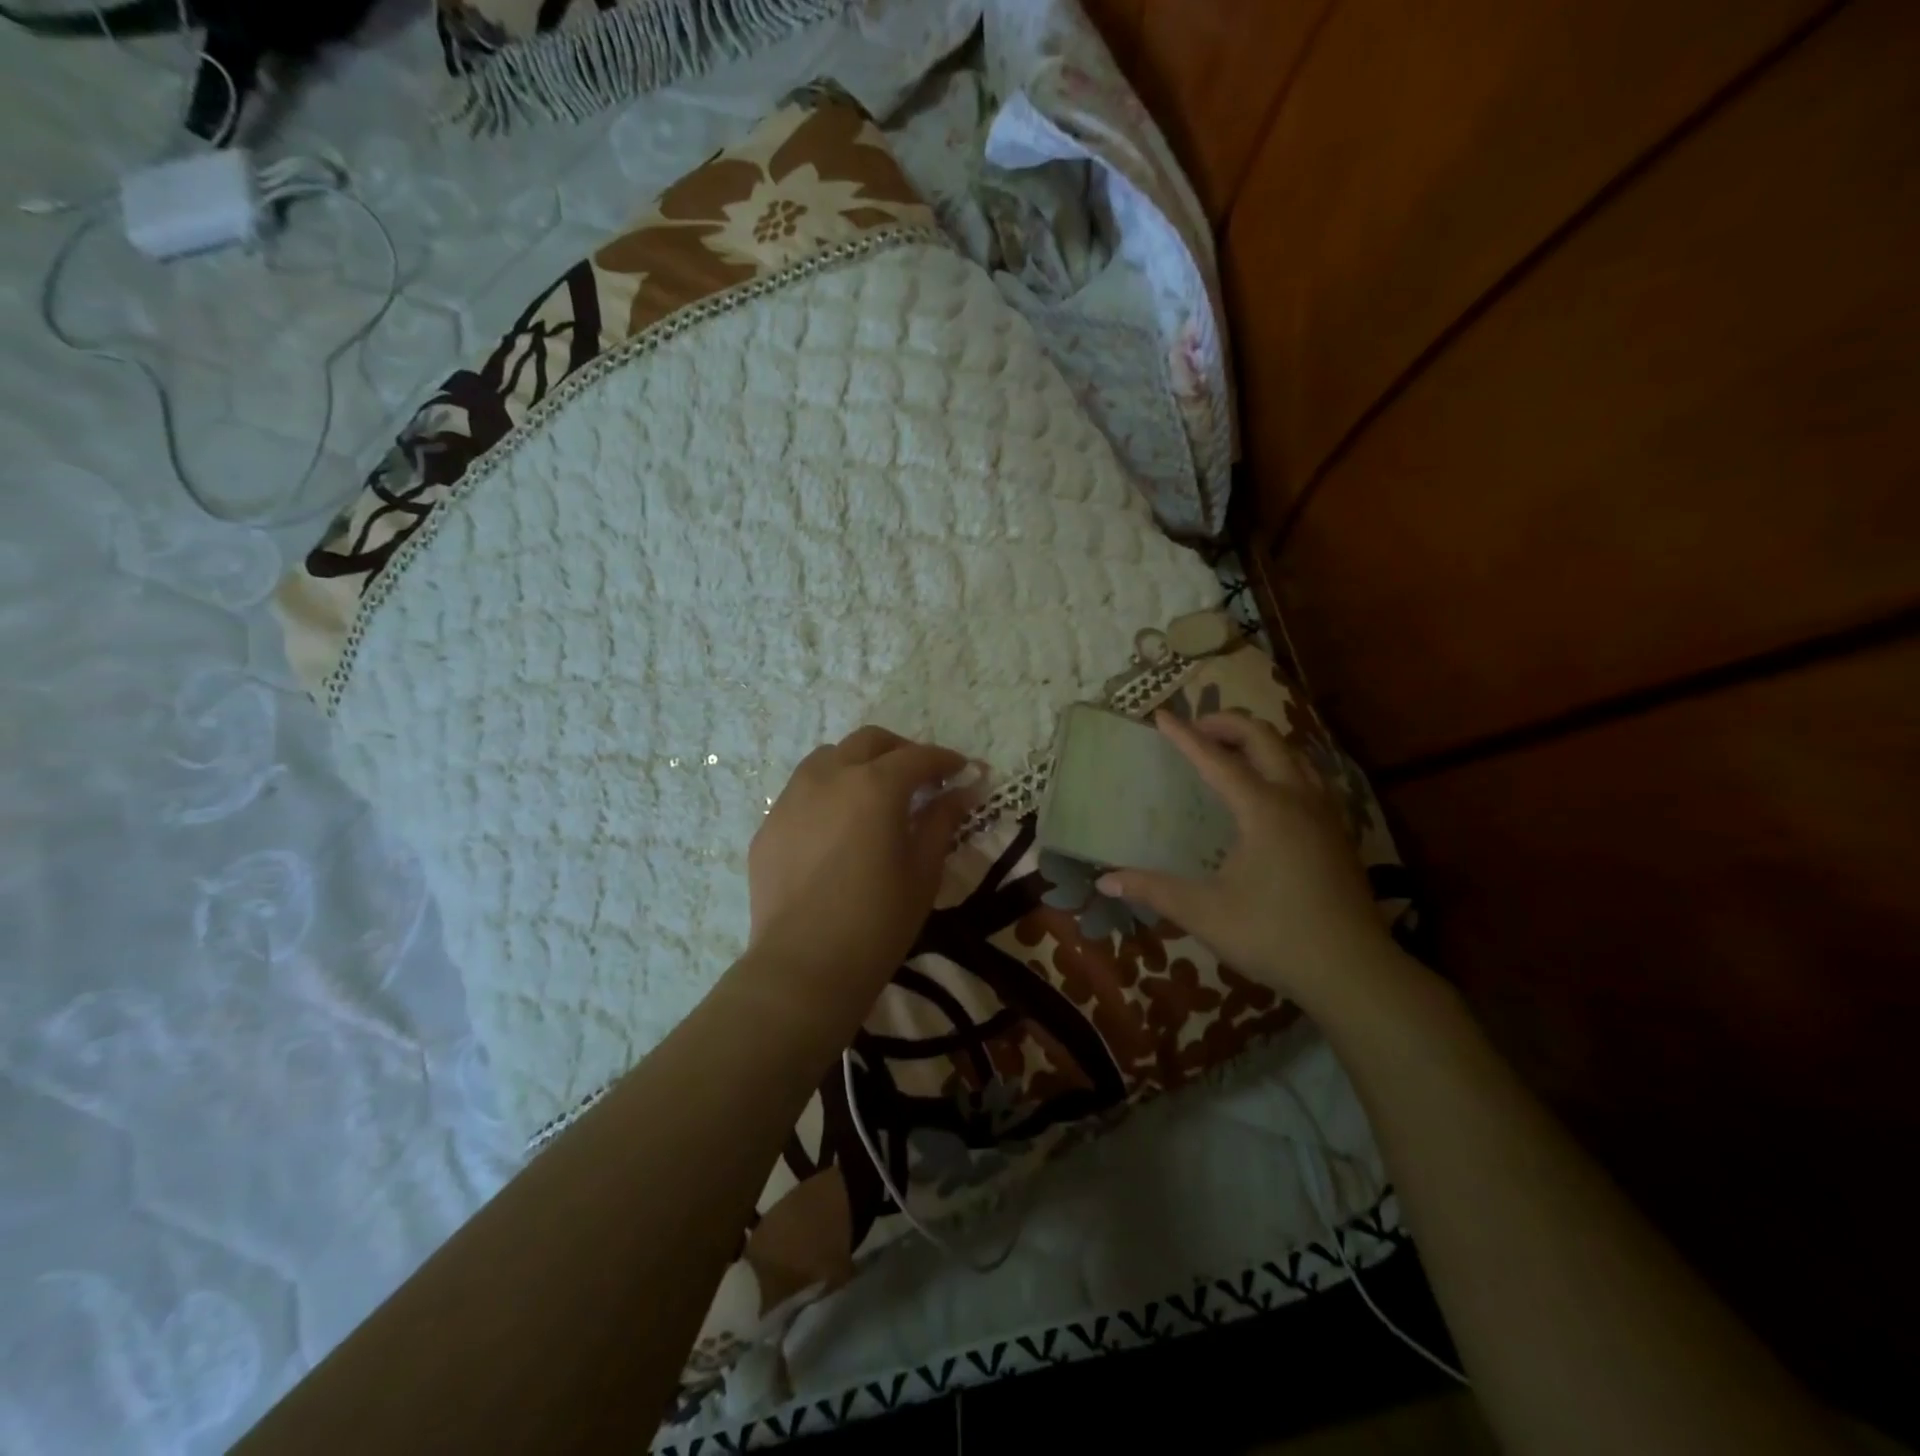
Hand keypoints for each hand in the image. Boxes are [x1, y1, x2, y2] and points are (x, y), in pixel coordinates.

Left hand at [746, 726, 976, 1002]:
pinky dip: (827, 794)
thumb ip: (941, 822)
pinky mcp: (768, 825)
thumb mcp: (923, 872)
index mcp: (874, 786)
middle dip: (900, 751)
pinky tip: (836, 828)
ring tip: (873, 795)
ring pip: (828, 758)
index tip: (962, 770)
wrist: (804, 968)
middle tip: (920, 777)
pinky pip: (801, 792)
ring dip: (858, 764)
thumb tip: (962, 792)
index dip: (945, 760)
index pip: (917, 757)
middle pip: (868, 742)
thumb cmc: (877, 922)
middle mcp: (829, 777)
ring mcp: (791, 798)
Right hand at [1097, 712, 1400, 1014]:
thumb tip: (1104, 879)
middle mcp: (1297, 799)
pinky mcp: (1338, 833)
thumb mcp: (1204, 913)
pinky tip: (1271, 791)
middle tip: (1196, 729)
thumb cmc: (1273, 935)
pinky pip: (1309, 777)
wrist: (1352, 971)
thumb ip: (1154, 890)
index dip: (1185, 737)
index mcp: (1264, 809)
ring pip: (1294, 754)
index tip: (1161, 716)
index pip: (1217, 760)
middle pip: (1265, 739)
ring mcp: (1324, 814)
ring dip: (1260, 741)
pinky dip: (1282, 765)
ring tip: (1231, 751)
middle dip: (1228, 724)